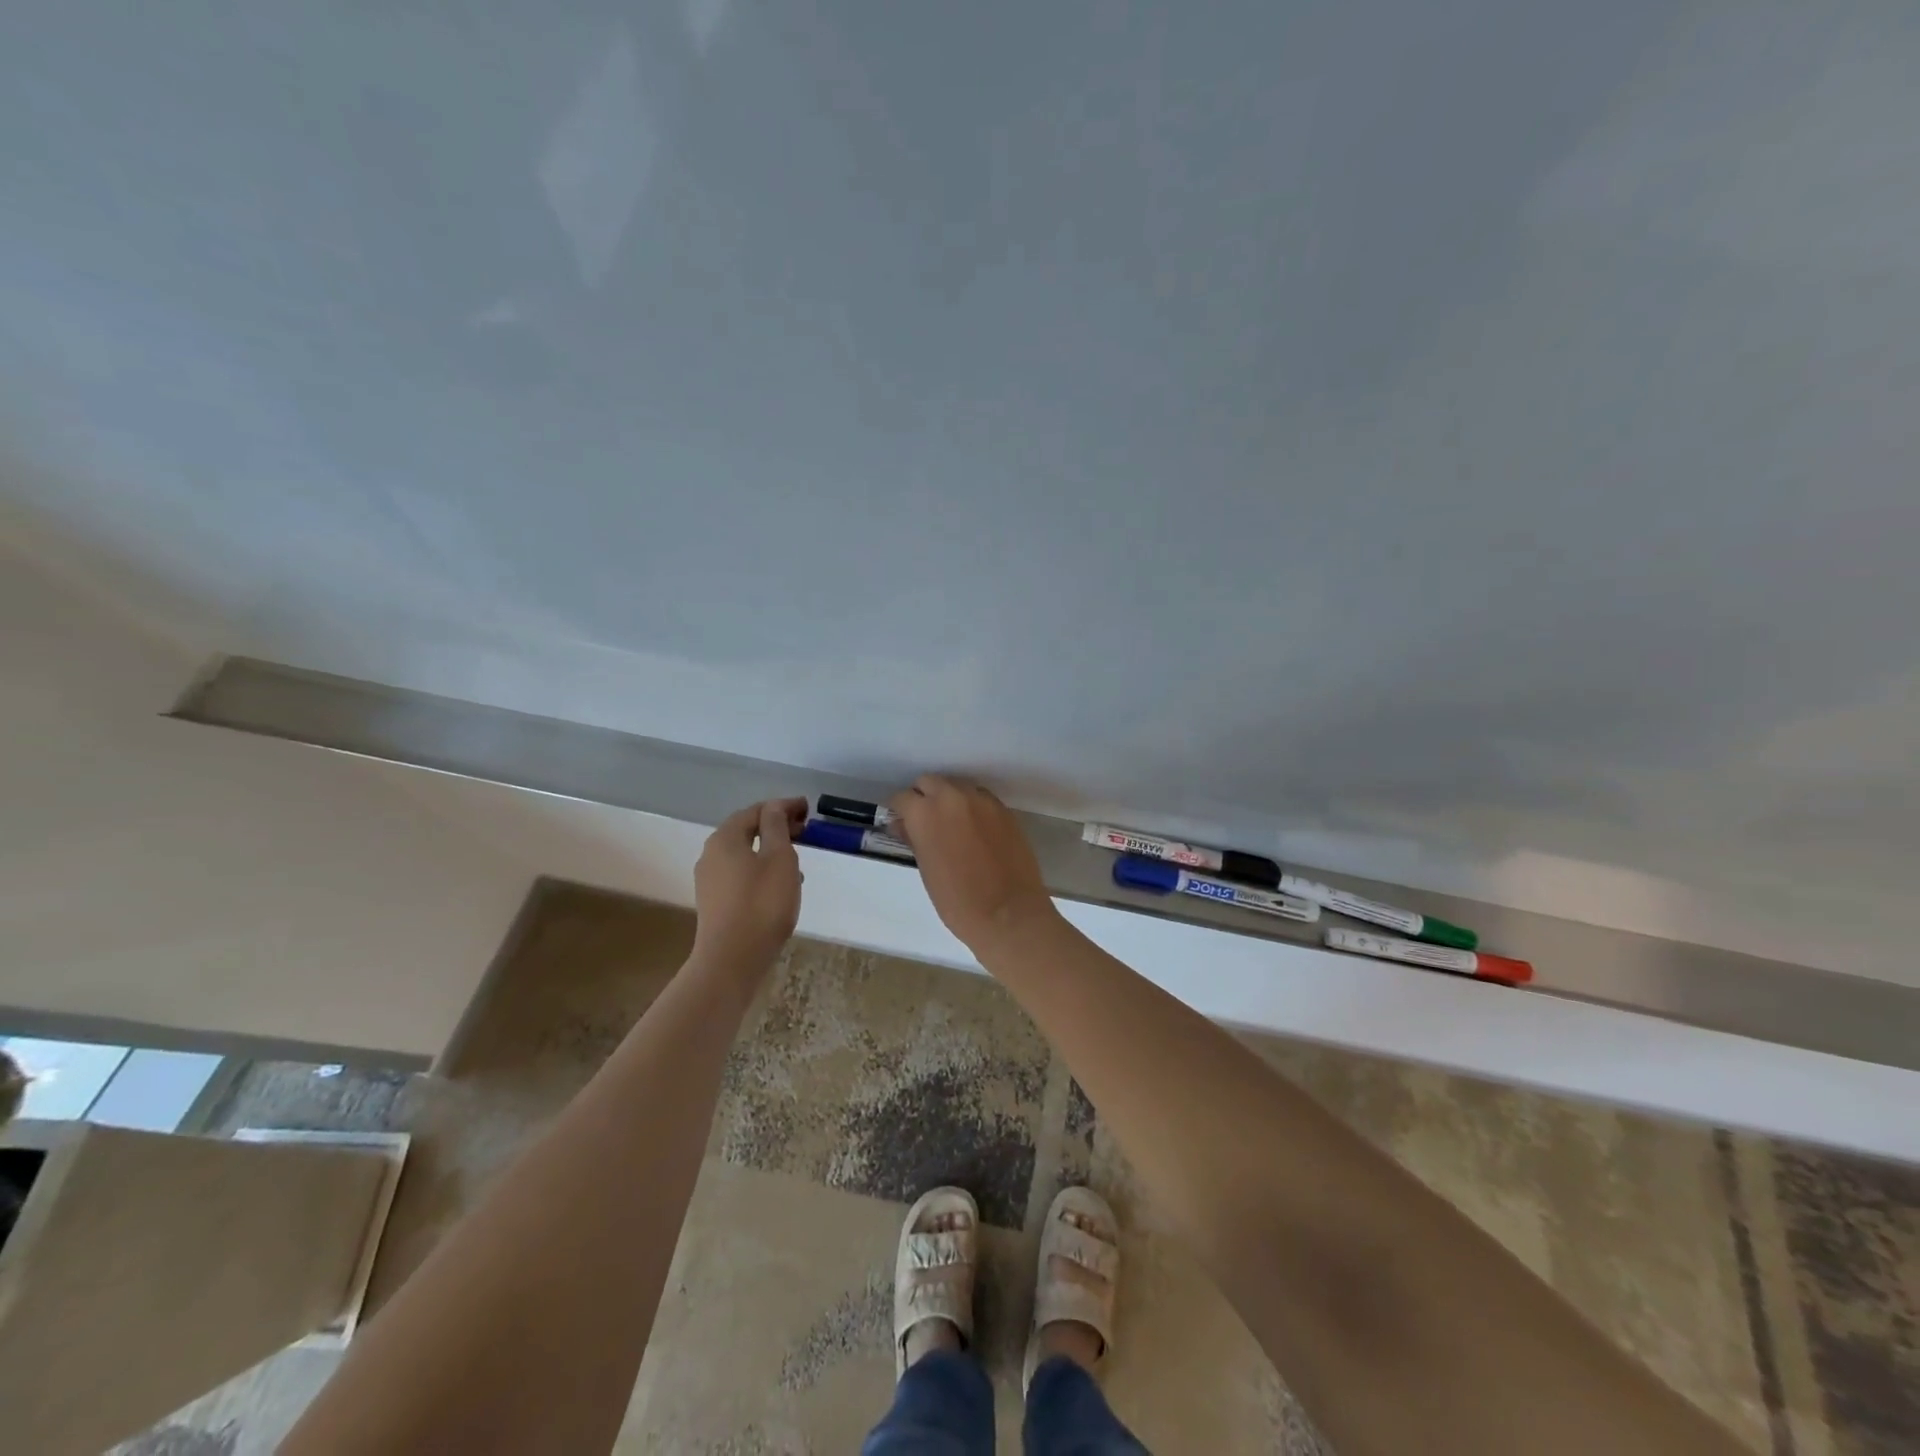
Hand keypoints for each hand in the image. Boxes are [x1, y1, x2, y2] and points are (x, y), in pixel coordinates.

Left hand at [692, 798, 807, 975]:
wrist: (732, 960)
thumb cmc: (761, 904)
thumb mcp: (779, 858)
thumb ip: (777, 827)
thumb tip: (775, 807)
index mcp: (725, 838)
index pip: (756, 810)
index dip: (783, 806)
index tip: (807, 808)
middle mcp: (711, 855)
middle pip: (746, 830)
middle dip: (776, 826)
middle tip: (804, 830)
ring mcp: (710, 881)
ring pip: (744, 854)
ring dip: (770, 850)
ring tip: (797, 858)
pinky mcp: (715, 902)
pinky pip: (741, 875)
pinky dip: (762, 869)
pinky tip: (781, 884)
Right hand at [887, 776, 1057, 953]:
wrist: (1009, 913)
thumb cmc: (957, 901)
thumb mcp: (927, 869)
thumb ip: (914, 839)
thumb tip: (905, 825)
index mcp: (925, 812)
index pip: (902, 798)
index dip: (899, 811)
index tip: (900, 824)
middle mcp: (952, 797)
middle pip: (929, 782)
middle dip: (923, 797)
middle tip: (924, 822)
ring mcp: (982, 800)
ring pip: (957, 787)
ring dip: (949, 799)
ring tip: (951, 826)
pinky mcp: (1004, 810)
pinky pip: (980, 798)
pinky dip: (972, 807)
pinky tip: (974, 830)